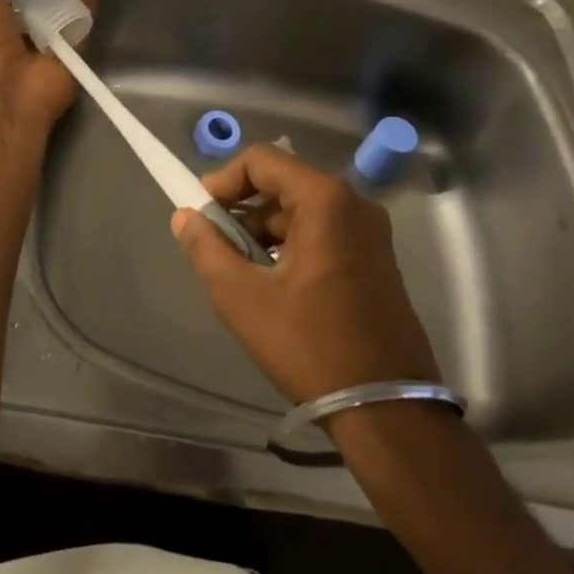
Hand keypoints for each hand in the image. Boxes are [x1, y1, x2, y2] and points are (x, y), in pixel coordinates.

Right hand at [172, 145, 441, 404]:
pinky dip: (290, 246)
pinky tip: (273, 285)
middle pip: (282, 184)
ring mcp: (371, 233)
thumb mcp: (242, 297)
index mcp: (325, 200)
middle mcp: (353, 204)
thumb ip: (206, 248)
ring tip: (240, 272)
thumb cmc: (310, 345)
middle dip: (243, 211)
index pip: (261, 161)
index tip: (201, 213)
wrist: (388, 413)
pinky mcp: (376, 260)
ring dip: (264, 232)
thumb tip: (184, 217)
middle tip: (216, 246)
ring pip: (301, 211)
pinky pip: (322, 233)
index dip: (224, 180)